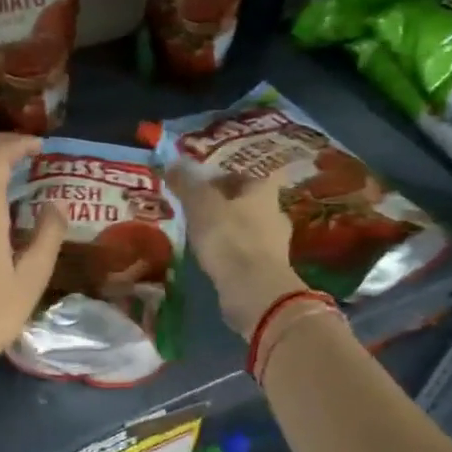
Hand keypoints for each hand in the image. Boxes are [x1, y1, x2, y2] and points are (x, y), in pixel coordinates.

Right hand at [168, 168, 306, 338]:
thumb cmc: (229, 238)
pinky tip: (215, 261)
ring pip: (249, 229)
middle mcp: (275, 213)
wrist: (253, 290)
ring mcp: (276, 245)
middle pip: (248, 203)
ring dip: (230, 231)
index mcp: (263, 191)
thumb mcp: (201, 204)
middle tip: (199, 211)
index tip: (200, 187)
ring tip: (203, 238)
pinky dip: (233, 254)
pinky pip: (247, 255)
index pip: (244, 175)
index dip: (222, 178)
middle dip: (226, 206)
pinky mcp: (270, 271)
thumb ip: (187, 183)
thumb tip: (175, 161)